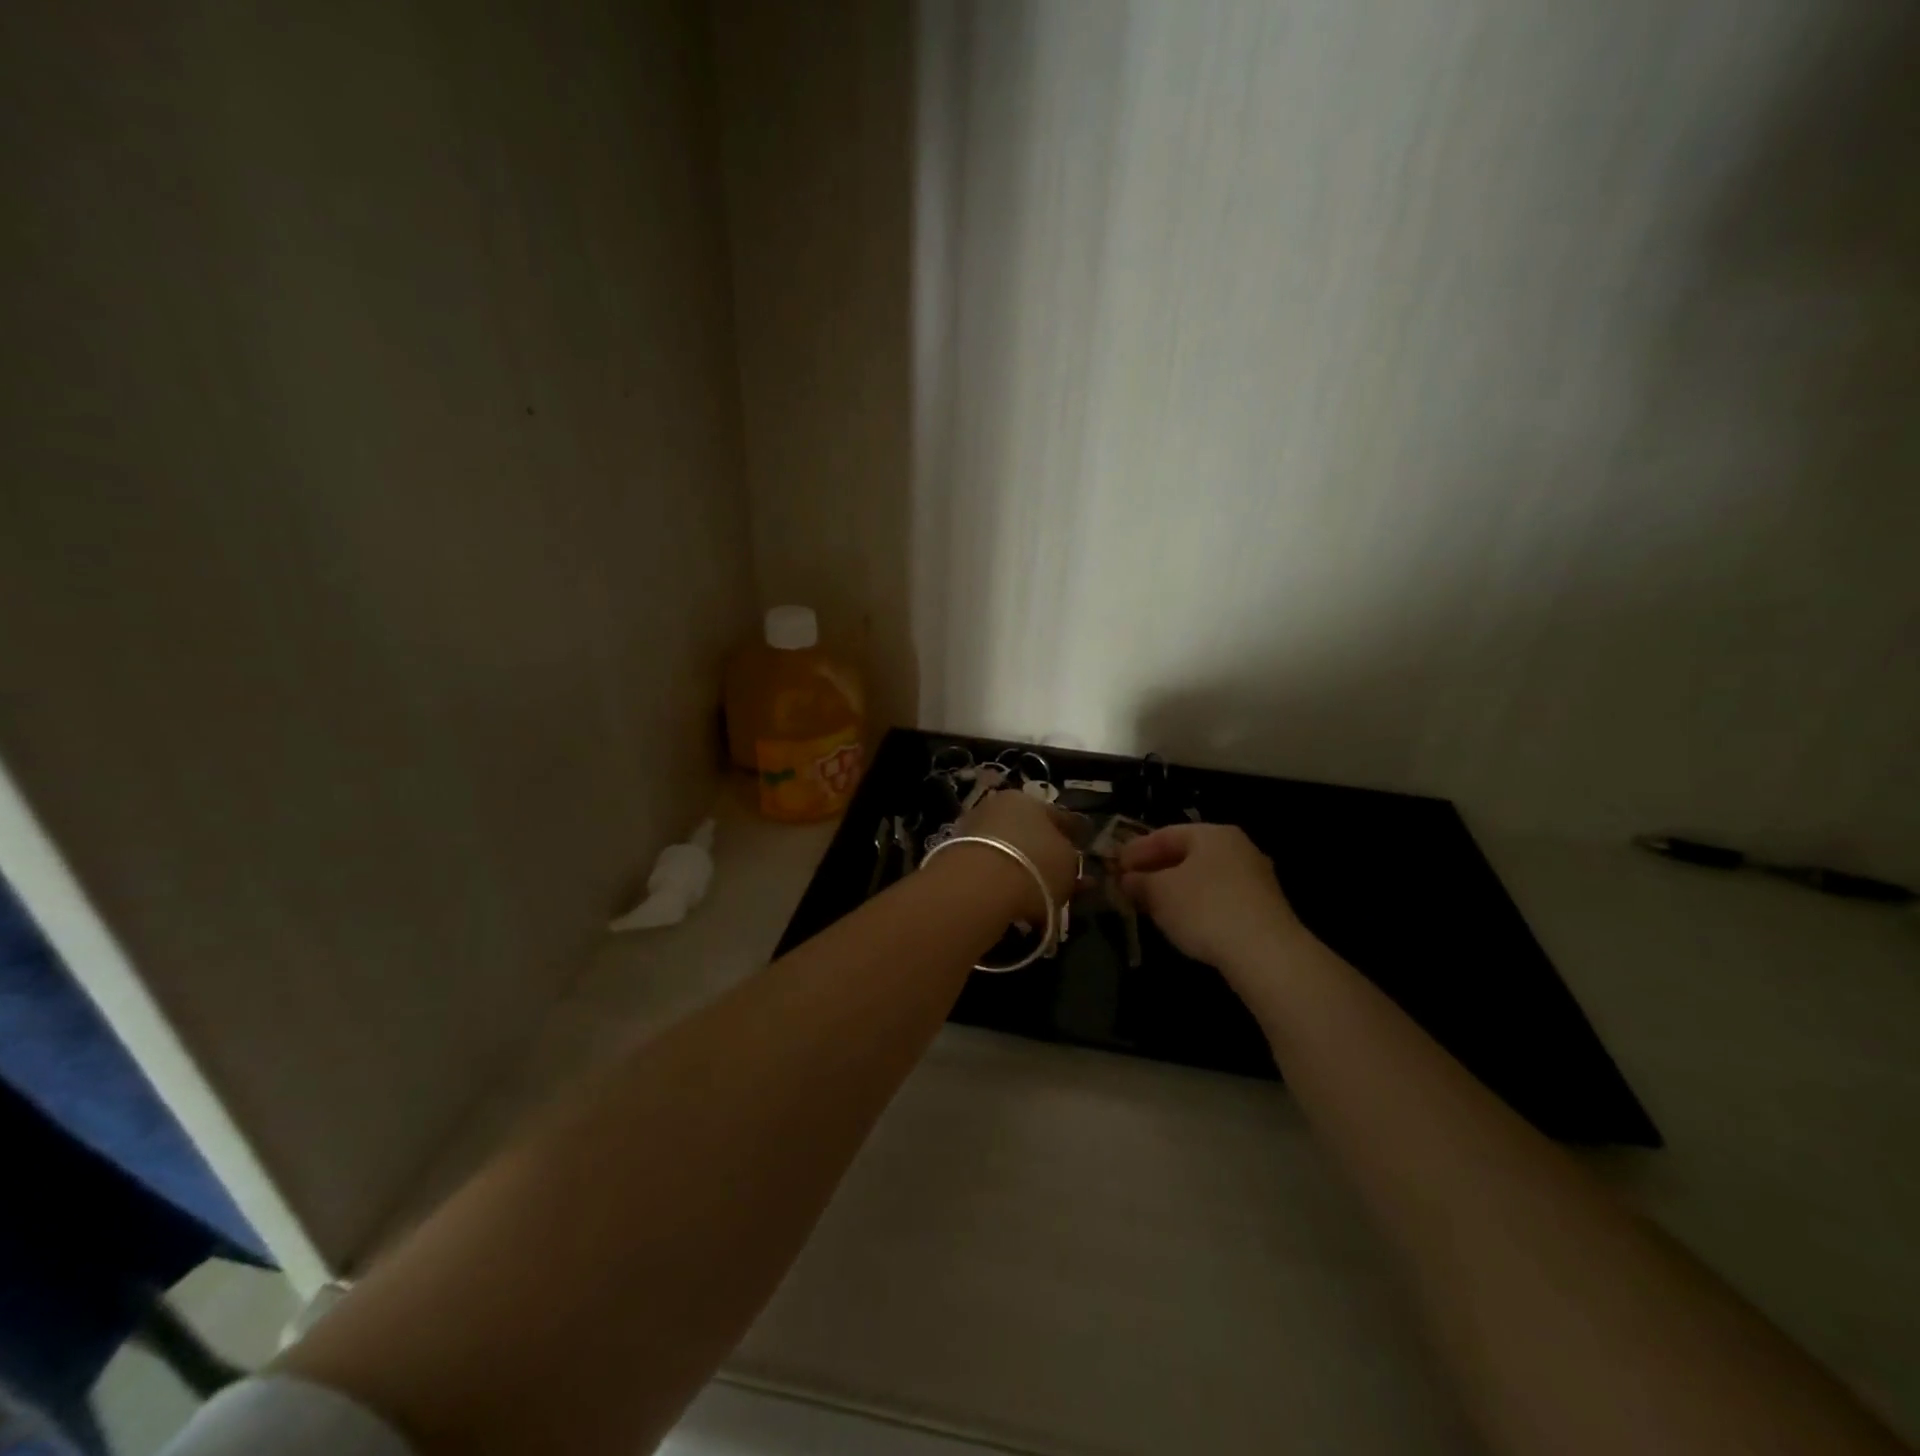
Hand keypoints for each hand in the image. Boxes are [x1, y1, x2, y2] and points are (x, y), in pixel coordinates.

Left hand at [950, 789, 1081, 922]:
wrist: (977, 885)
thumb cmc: (1034, 866)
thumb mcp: (1068, 864)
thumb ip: (1070, 859)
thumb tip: (1066, 858)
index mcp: (1030, 800)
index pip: (1059, 816)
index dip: (1073, 835)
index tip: (1080, 850)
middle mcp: (999, 806)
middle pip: (1029, 830)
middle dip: (1043, 852)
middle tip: (1056, 875)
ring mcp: (973, 827)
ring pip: (1006, 847)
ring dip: (1019, 865)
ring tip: (1032, 890)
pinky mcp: (953, 852)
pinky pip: (987, 865)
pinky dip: (998, 877)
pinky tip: (1007, 893)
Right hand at [1119, 824, 1307, 973]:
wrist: (1266, 954)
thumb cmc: (1205, 909)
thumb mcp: (1159, 893)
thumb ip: (1139, 881)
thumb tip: (1127, 878)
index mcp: (1212, 834)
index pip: (1165, 834)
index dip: (1135, 850)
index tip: (1114, 866)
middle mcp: (1237, 848)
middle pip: (1186, 854)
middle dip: (1155, 869)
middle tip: (1129, 885)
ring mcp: (1255, 878)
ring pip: (1203, 877)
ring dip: (1175, 889)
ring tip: (1151, 906)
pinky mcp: (1263, 908)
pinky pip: (1219, 898)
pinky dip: (1196, 905)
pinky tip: (1183, 922)